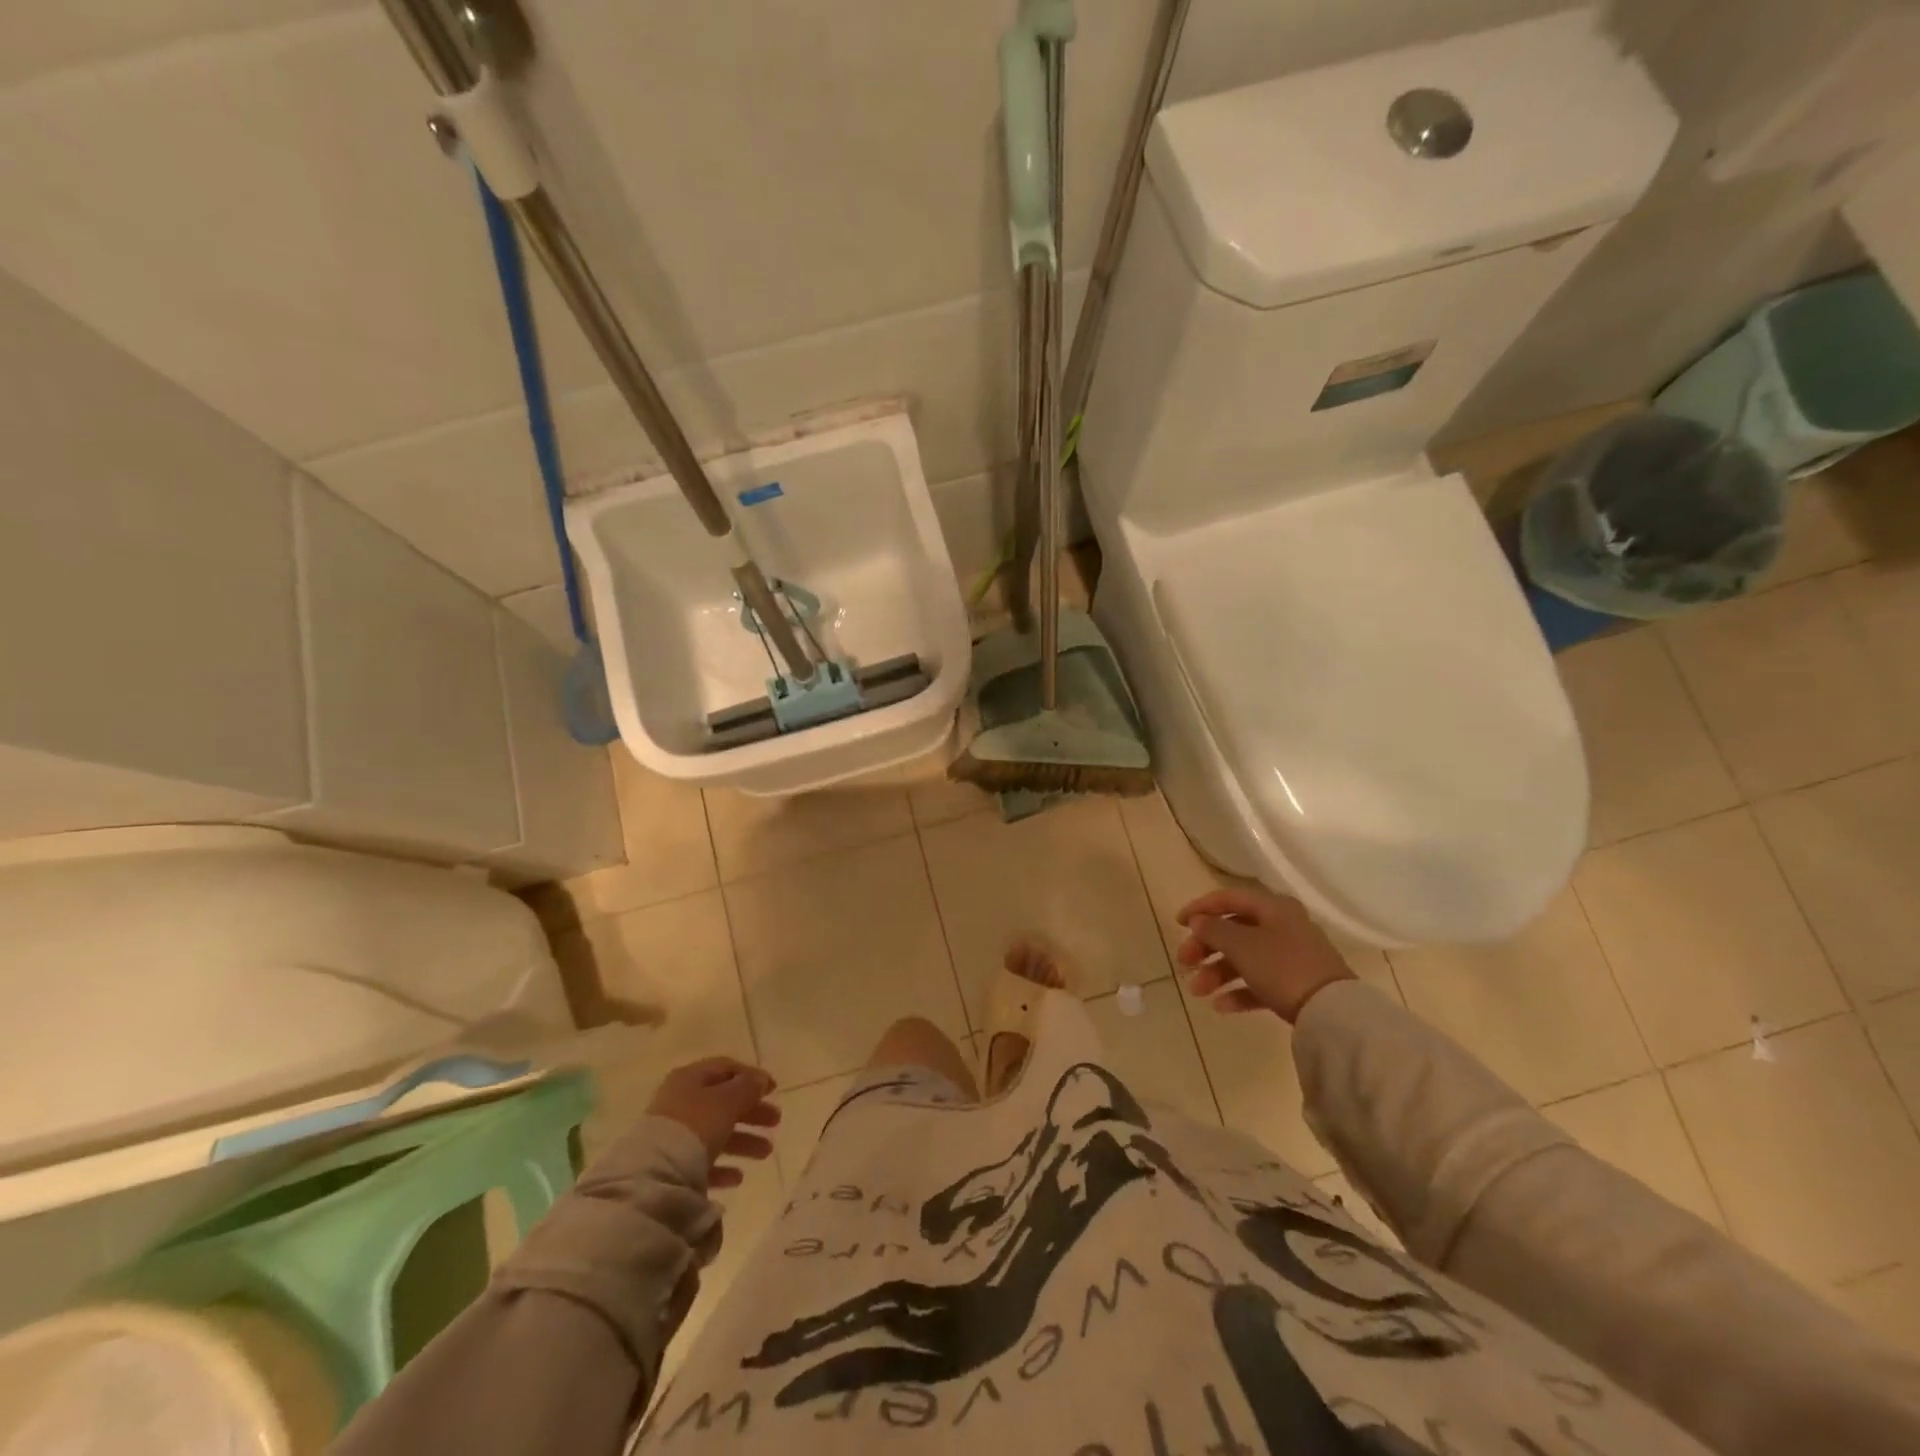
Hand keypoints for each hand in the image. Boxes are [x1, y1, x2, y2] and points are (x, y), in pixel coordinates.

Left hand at [646, 1057, 780, 1188]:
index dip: (752, 1076)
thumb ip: (747, 1088)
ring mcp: (673, 1135)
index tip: (774, 1089)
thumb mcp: (727, 1100)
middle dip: (752, 1112)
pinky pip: (702, 1162)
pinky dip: (722, 1166)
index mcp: (690, 1078)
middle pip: (723, 1102)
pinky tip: (739, 1177)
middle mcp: (680, 1102)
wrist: (654, 1175)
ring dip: (743, 1140)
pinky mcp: (671, 1166)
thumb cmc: (695, 1125)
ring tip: (767, 1152)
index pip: (726, 1068)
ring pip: (716, 1132)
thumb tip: (760, 1080)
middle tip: (776, 1121)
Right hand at [1176, 886, 1354, 1022]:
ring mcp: (1291, 957)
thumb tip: (1199, 920)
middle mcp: (1282, 926)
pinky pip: (1259, 982)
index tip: (1177, 923)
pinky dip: (1238, 991)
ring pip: (1244, 958)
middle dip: (1205, 947)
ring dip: (1216, 972)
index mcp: (1273, 908)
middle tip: (1184, 962)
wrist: (1332, 1013)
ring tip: (1197, 991)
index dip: (1200, 907)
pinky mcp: (1295, 985)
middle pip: (1234, 930)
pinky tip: (1220, 1006)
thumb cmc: (1282, 967)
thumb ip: (1214, 929)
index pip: (1229, 898)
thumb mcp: (1241, 945)